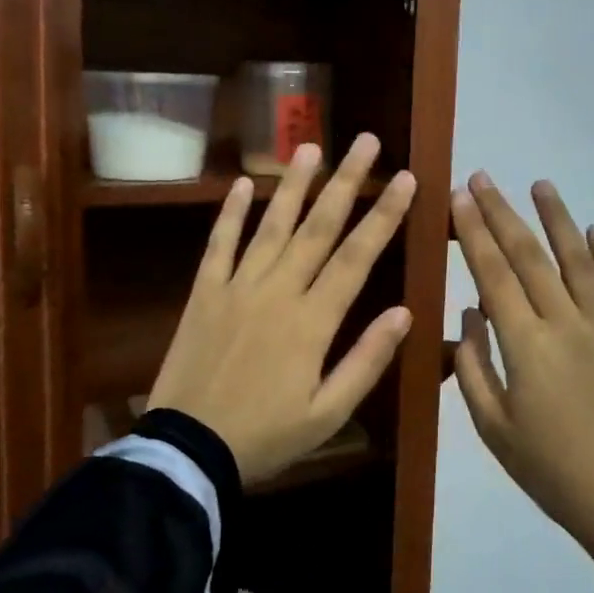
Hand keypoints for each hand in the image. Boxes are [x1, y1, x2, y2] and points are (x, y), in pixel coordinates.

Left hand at [148, 135, 416, 484]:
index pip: (356, 257)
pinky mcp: (204, 293)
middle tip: (366, 142)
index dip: (384, 216)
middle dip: (346, 182)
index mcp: (312, 321)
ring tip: (310, 147)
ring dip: (292, 185)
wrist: (187, 449)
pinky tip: (240, 184)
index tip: (406, 179)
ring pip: (271, 226)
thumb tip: (404, 312)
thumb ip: (366, 360)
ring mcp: (236, 287)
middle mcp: (277, 291)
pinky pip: (218, 245)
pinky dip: (229, 214)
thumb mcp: (328, 413)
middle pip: (318, 228)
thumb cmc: (265, 436)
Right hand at [451, 173, 593, 560]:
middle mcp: (566, 323)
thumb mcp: (493, 428)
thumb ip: (472, 365)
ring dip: (558, 219)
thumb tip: (469, 312)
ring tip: (541, 185)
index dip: (474, 232)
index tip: (459, 197)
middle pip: (530, 256)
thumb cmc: (548, 468)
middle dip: (502, 213)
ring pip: (579, 260)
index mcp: (526, 346)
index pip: (494, 273)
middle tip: (483, 178)